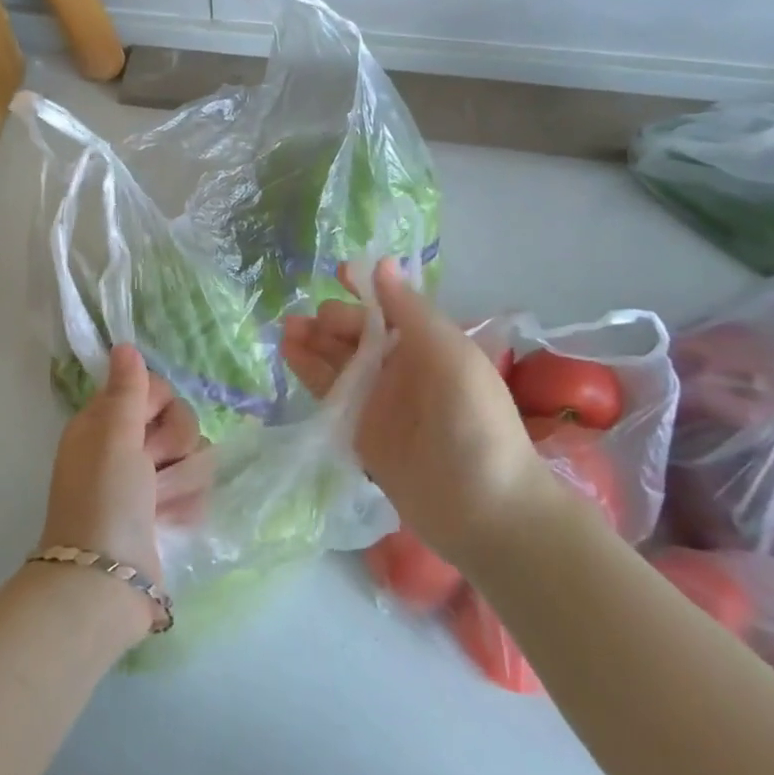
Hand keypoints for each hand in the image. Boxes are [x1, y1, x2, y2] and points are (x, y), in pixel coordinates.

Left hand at [39, 345, 203, 593]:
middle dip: (174, 443)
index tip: (149, 422)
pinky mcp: (166, 512)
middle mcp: (125, 447)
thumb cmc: (105, 499)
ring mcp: (147, 482)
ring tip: (162, 503)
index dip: (159, 401)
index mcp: (104, 422)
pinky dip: (187, 504)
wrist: (105, 582)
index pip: (151, 388)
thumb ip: (127, 389)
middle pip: (178, 419)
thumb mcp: (113, 435)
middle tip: (153, 466)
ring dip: (182, 477)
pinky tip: (173, 521)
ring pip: (193, 454)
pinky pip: (195, 489)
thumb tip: (124, 345)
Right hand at [282, 261, 551, 561]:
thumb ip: (410, 311)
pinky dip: (309, 372)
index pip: (388, 308)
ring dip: (313, 342)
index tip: (338, 272)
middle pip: (357, 334)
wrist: (485, 511)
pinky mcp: (358, 431)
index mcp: (427, 345)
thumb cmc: (475, 423)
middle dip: (332, 320)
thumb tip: (382, 262)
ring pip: (337, 362)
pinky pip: (329, 394)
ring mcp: (377, 401)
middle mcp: (400, 369)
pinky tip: (289, 354)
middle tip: (311, 321)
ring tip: (287, 329)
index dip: (364, 289)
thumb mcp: (450, 356)